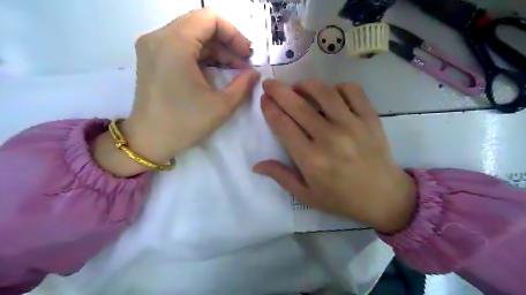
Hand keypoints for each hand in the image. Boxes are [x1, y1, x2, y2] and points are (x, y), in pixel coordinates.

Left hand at [93, 8, 260, 175]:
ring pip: (192, 35)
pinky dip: (202, 55)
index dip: (234, 33)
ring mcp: (152, 46)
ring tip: (234, 70)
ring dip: (216, 50)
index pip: (209, 18)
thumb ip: (243, 85)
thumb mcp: (221, 106)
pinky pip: (181, 46)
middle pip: (200, 25)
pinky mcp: (152, 57)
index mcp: (174, 45)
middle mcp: (158, 37)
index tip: (246, 55)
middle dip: (227, 42)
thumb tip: (255, 73)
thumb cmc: (185, 123)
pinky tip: (216, 71)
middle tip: (243, 64)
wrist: (149, 140)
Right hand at [253, 79, 417, 233]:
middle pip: (298, 105)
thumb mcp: (306, 195)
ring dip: (306, 84)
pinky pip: (352, 91)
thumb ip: (281, 177)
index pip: (283, 126)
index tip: (263, 100)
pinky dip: (338, 87)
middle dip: (278, 91)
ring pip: (324, 92)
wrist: (383, 197)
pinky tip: (330, 94)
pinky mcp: (370, 118)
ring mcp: (352, 125)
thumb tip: (256, 165)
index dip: (270, 109)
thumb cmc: (341, 198)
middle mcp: (330, 138)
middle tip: (270, 84)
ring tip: (298, 87)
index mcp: (311, 159)